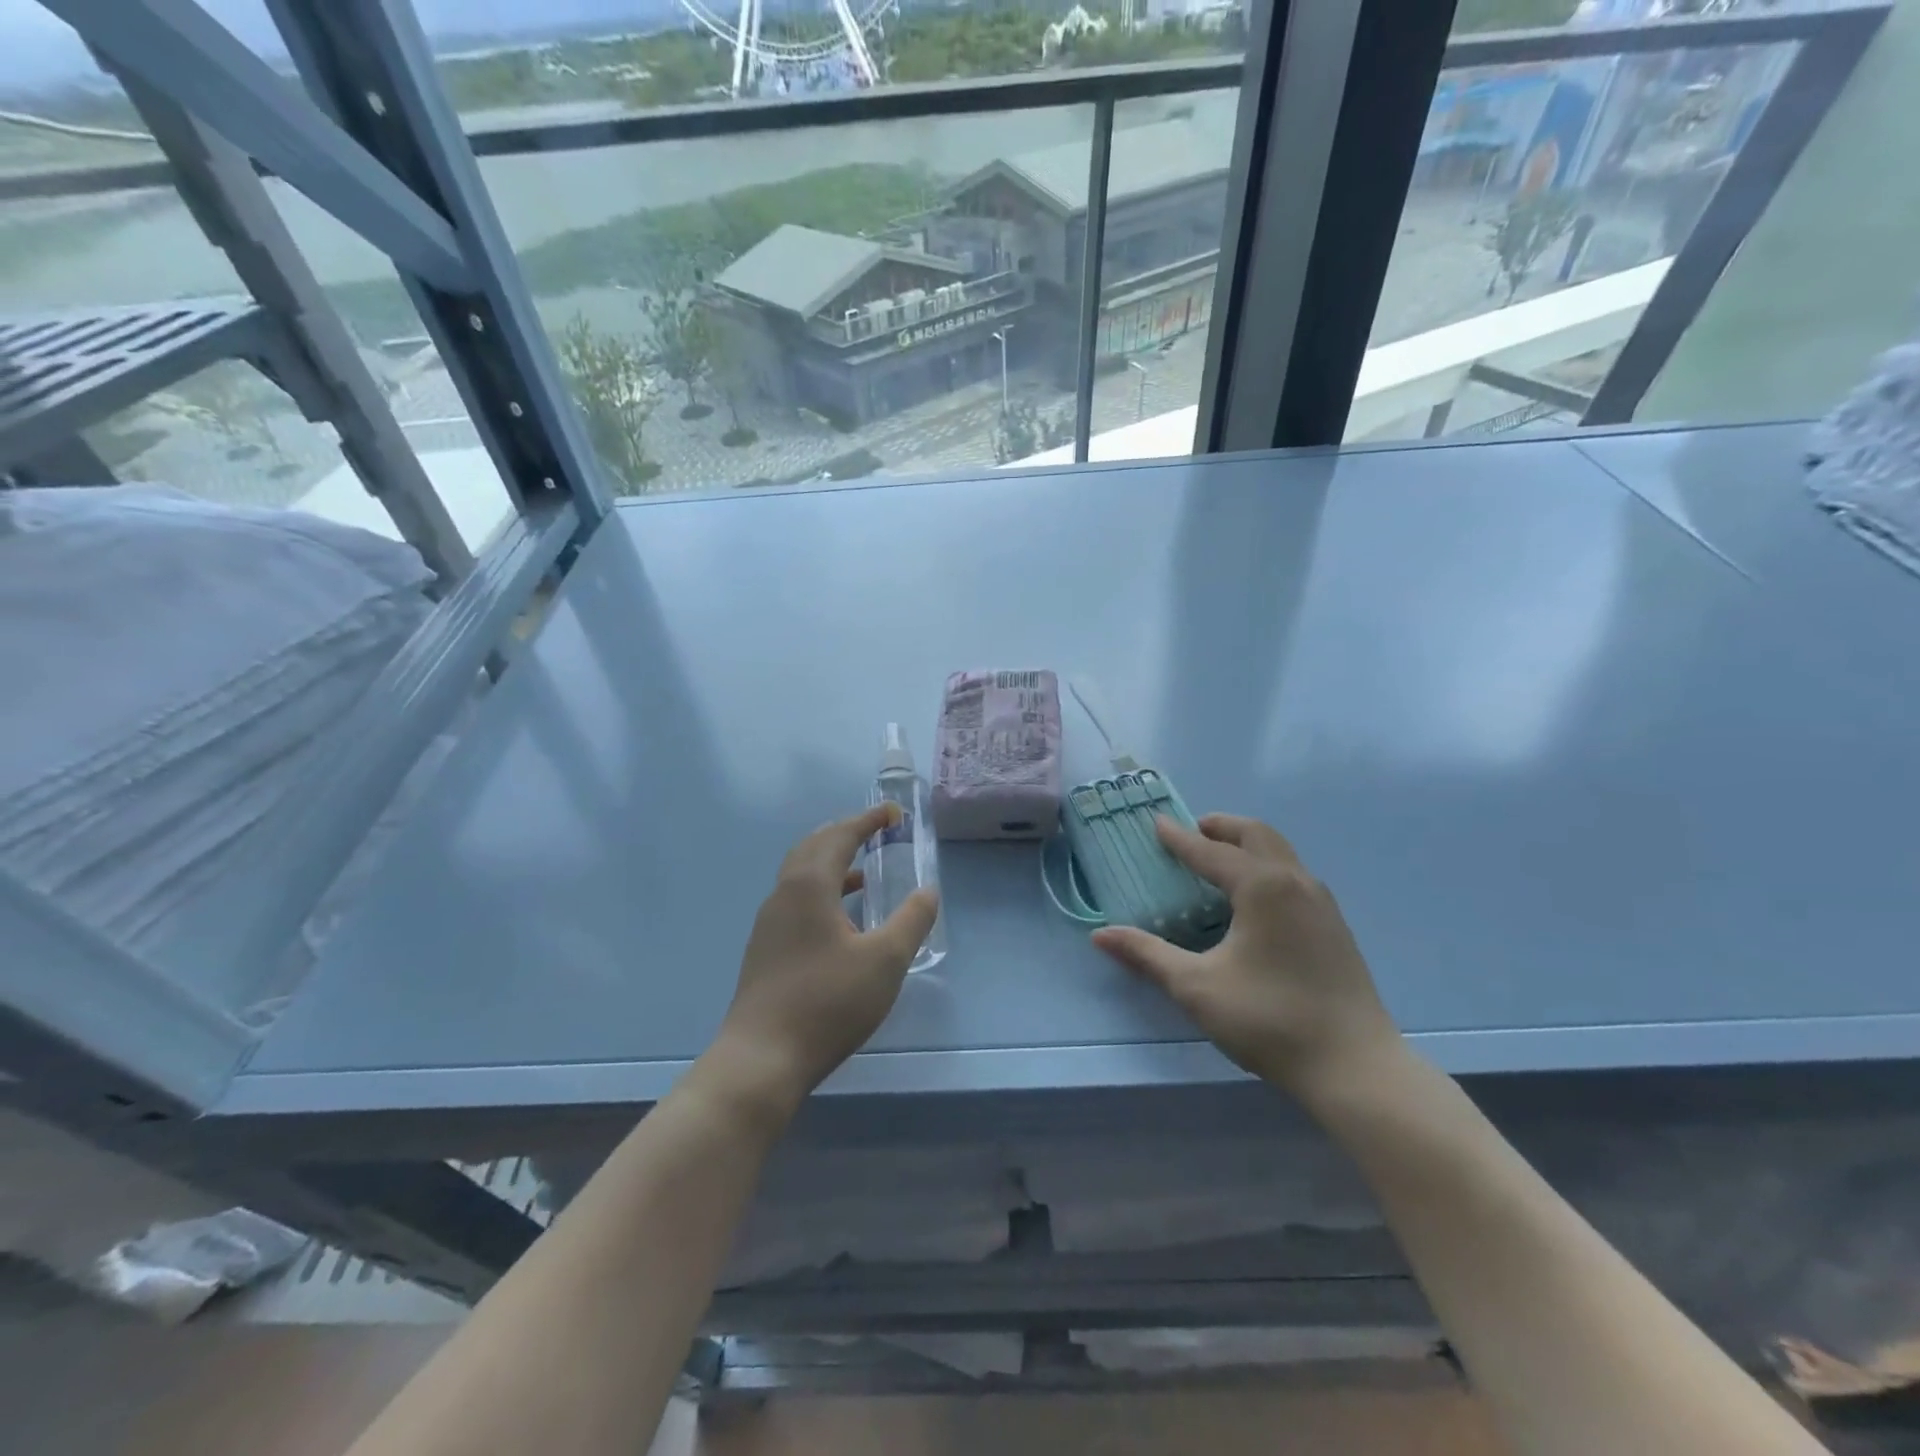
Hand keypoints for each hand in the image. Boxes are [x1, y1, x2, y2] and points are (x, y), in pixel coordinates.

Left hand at [707, 804, 938, 1120]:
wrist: (761, 1058)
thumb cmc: (828, 1002)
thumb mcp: (885, 961)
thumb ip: (911, 920)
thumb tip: (927, 890)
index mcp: (809, 886)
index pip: (840, 836)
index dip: (868, 820)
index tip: (894, 813)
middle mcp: (784, 894)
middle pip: (813, 847)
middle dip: (845, 833)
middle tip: (875, 831)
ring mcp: (770, 922)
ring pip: (801, 874)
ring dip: (831, 861)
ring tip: (863, 869)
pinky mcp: (766, 948)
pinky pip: (796, 898)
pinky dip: (822, 889)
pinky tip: (842, 917)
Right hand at [1092, 814, 1401, 1103]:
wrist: (1355, 1066)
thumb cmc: (1268, 1019)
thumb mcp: (1196, 987)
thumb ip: (1147, 954)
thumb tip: (1100, 935)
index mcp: (1262, 886)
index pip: (1210, 851)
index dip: (1179, 838)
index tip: (1156, 823)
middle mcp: (1295, 881)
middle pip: (1256, 835)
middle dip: (1220, 827)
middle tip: (1191, 832)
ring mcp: (1322, 903)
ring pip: (1280, 852)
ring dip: (1246, 845)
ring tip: (1218, 859)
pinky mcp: (1334, 926)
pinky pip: (1294, 875)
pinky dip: (1266, 866)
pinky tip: (1253, 899)